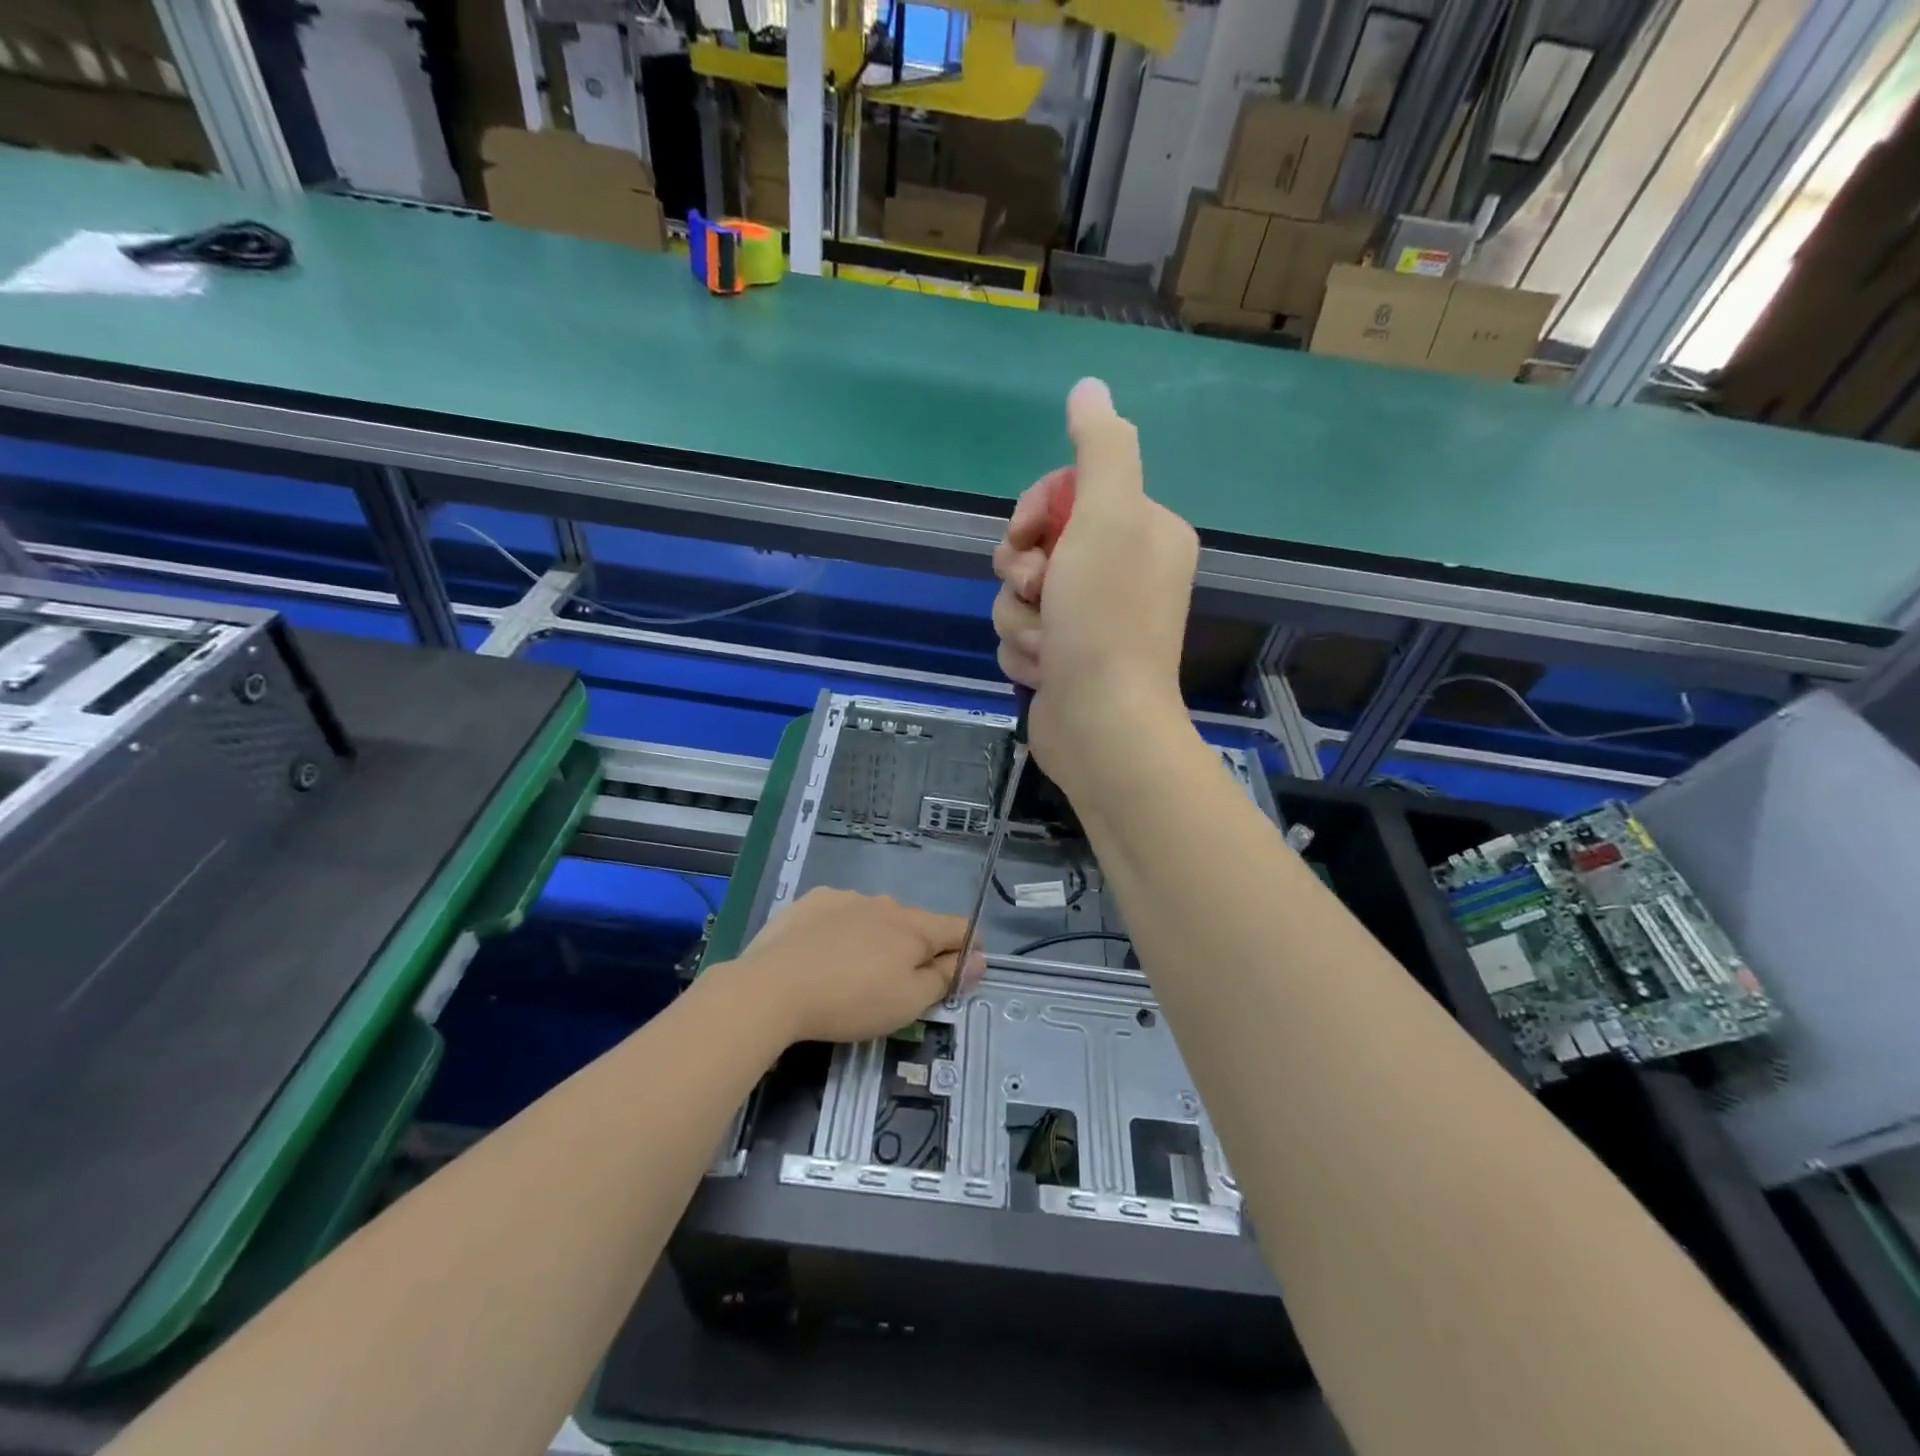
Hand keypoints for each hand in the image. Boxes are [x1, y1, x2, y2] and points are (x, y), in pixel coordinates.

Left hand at [728, 888, 983, 1044]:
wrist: (772, 988)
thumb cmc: (851, 1001)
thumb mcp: (908, 1002)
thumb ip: (946, 977)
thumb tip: (979, 958)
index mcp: (914, 927)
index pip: (960, 928)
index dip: (969, 949)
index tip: (962, 973)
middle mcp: (885, 903)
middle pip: (915, 925)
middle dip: (917, 950)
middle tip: (898, 987)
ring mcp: (845, 898)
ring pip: (875, 918)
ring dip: (877, 940)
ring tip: (853, 975)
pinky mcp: (810, 902)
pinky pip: (840, 915)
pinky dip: (841, 932)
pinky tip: (822, 957)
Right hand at [991, 378, 1197, 782]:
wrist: (1102, 723)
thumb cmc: (1106, 618)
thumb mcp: (1108, 516)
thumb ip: (1100, 448)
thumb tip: (1090, 387)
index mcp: (1143, 532)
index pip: (1068, 494)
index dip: (1034, 512)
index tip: (1028, 538)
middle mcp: (1121, 572)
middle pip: (1037, 545)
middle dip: (1023, 572)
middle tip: (1040, 592)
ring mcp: (1091, 621)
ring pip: (1021, 594)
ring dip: (1021, 618)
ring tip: (1047, 644)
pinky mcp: (1065, 660)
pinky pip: (1020, 634)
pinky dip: (1023, 651)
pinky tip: (1045, 672)